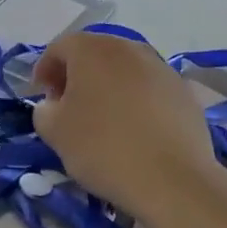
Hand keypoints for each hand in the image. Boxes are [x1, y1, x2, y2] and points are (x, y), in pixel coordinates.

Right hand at [31, 32, 217, 215]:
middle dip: (77, 75)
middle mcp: (129, 48)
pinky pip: (149, 88)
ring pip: (124, 69)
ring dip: (108, 85)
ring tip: (103, 118)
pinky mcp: (184, 92)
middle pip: (94, 53)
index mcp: (92, 50)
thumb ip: (43, 110)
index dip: (45, 70)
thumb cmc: (103, 148)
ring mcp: (161, 68)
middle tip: (68, 105)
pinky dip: (135, 100)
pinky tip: (134, 129)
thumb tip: (52, 105)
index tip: (42, 97)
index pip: (59, 47)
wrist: (172, 180)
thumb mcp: (55, 132)